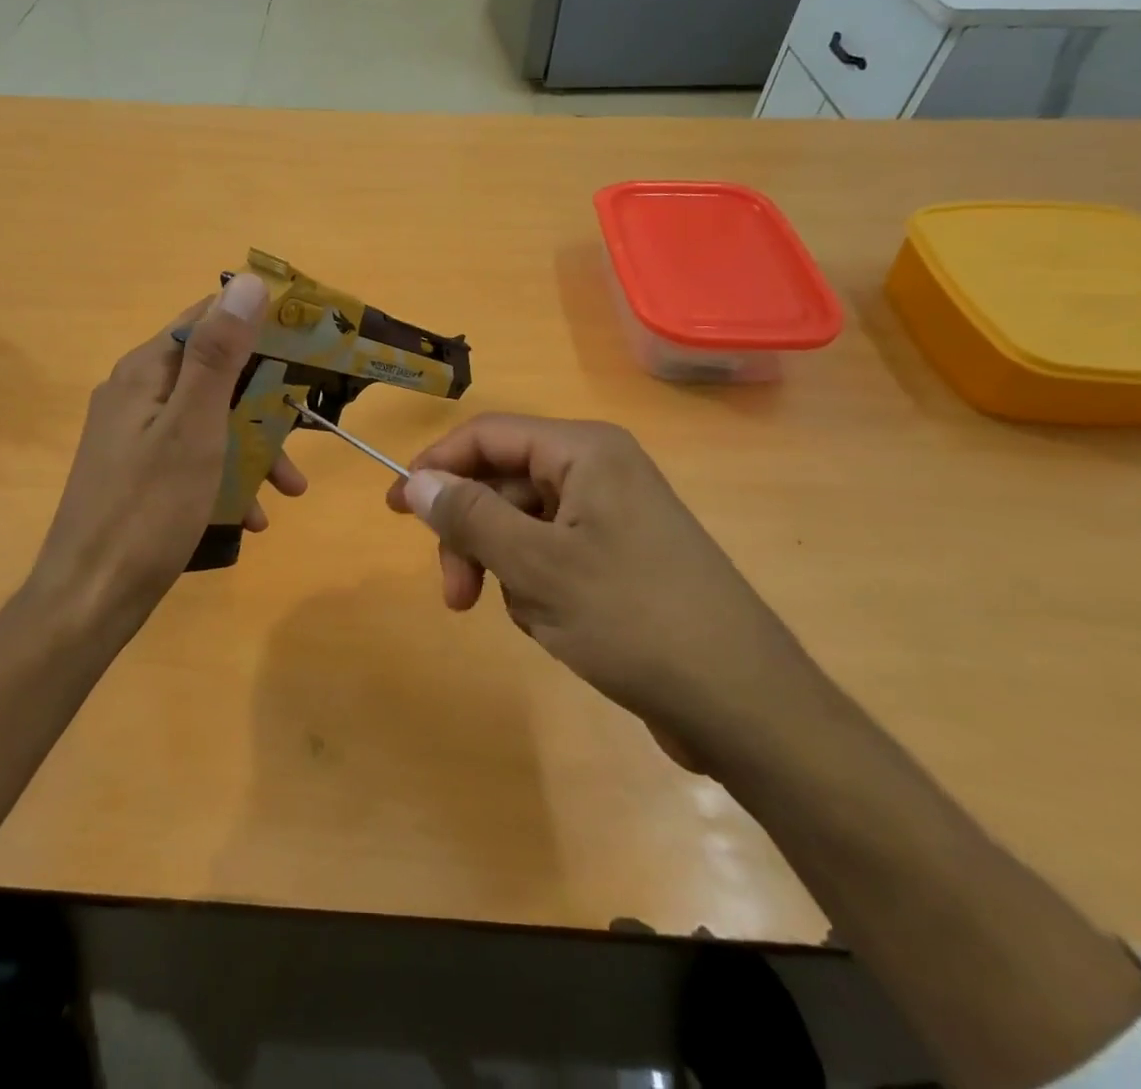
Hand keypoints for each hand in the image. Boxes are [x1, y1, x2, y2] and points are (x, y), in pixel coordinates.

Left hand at [32, 275, 306, 619]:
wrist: (90, 599)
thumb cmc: (148, 509)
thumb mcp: (194, 427)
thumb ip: (219, 354)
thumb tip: (249, 281)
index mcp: (146, 371)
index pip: (207, 318)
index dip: (258, 321)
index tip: (309, 340)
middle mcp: (137, 394)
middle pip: (214, 373)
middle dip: (265, 399)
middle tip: (308, 425)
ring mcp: (136, 436)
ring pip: (210, 420)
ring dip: (253, 446)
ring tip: (290, 487)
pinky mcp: (140, 474)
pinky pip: (194, 458)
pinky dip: (227, 477)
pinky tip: (252, 516)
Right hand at [386, 414, 820, 769]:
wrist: (744, 705)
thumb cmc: (634, 620)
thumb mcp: (536, 567)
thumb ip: (469, 517)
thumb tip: (417, 481)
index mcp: (585, 452)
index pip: (488, 435)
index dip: (436, 466)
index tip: (396, 509)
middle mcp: (599, 471)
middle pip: (503, 482)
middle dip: (473, 535)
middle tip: (457, 595)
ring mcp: (613, 515)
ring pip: (523, 524)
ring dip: (506, 568)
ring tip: (530, 617)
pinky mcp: (620, 557)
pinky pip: (552, 553)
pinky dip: (537, 586)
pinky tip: (557, 626)